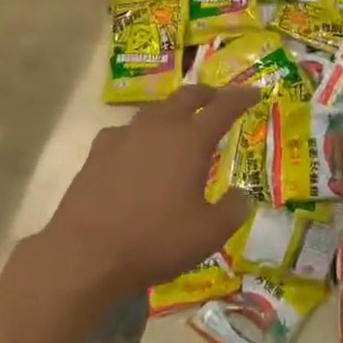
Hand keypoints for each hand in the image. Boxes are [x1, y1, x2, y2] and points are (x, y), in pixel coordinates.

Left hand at [40, 85, 255, 301]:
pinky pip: (128, 130)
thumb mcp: (207, 235)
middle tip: (218, 98)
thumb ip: (232, 211)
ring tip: (180, 122)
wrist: (86, 251)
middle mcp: (160, 126)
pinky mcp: (100, 148)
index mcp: (190, 140)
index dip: (241, 98)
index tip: (255, 92)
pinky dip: (142, 133)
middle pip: (187, 96)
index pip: (223, 108)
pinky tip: (138, 149)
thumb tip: (243, 195)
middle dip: (207, 94)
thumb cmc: (154, 240)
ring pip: (156, 109)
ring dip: (174, 110)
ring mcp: (126, 134)